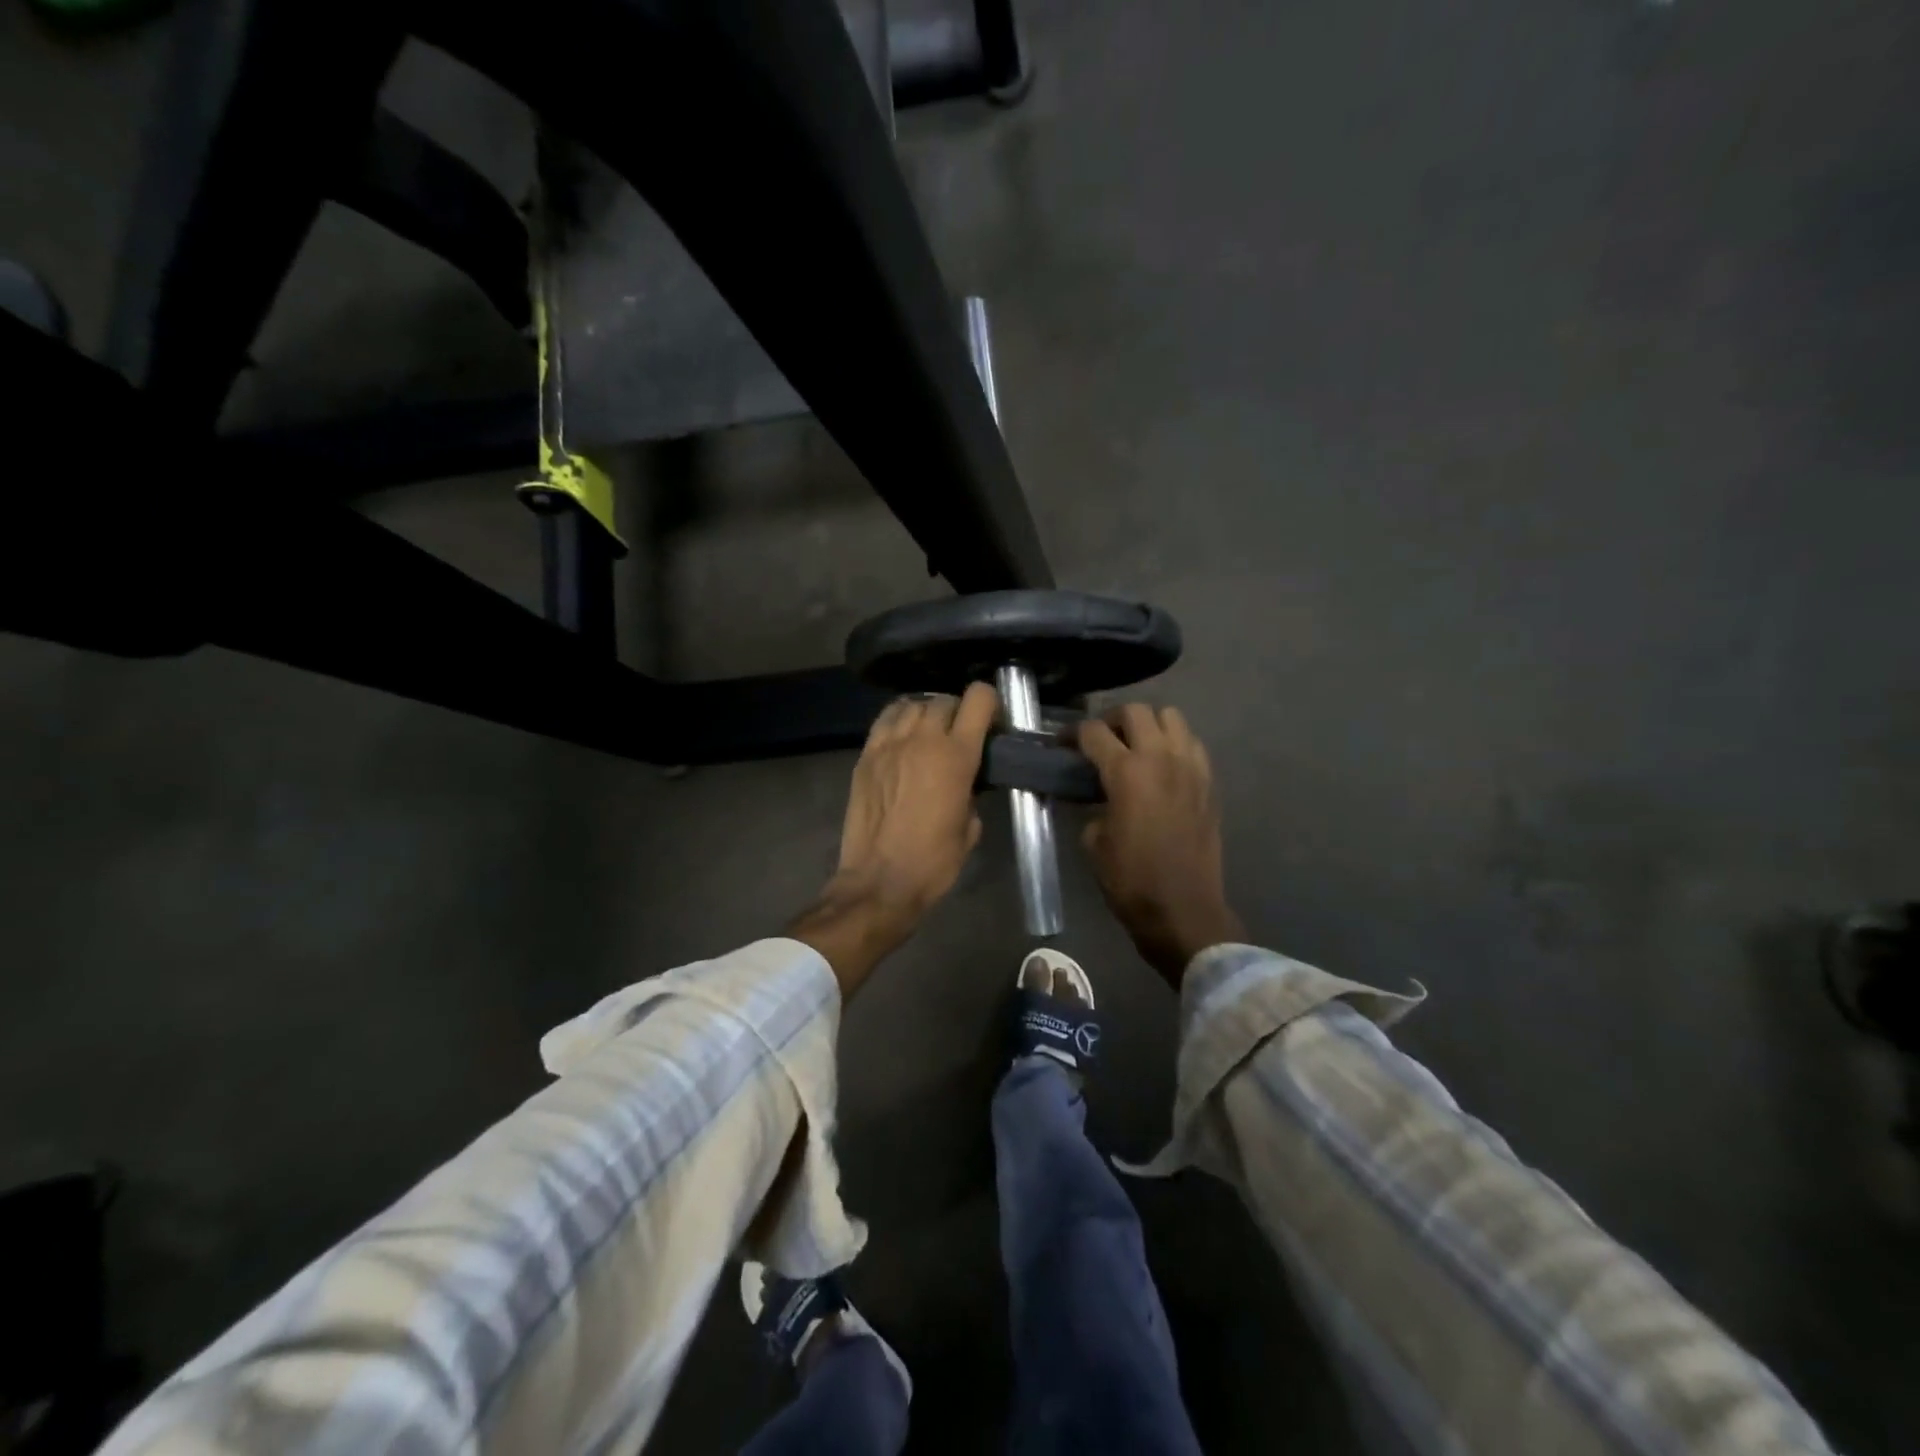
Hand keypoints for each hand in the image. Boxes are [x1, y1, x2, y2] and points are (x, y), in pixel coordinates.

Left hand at [790, 683, 997, 996]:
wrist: (879, 882)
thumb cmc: (933, 862)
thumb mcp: (970, 828)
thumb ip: (971, 795)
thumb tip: (965, 784)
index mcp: (956, 757)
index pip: (977, 700)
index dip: (989, 702)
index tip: (992, 719)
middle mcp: (923, 740)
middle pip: (944, 700)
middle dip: (957, 711)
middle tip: (960, 732)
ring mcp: (889, 745)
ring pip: (912, 704)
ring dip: (926, 712)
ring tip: (929, 731)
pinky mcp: (865, 756)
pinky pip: (884, 720)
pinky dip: (898, 719)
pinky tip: (903, 735)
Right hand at [1080, 704, 1245, 987]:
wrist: (1183, 910)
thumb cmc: (1131, 880)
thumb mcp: (1094, 841)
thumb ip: (1094, 806)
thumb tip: (1099, 797)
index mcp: (1127, 772)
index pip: (1094, 732)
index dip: (1072, 735)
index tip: (1063, 745)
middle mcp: (1161, 758)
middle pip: (1136, 711)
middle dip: (1112, 719)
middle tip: (1100, 740)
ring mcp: (1190, 767)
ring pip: (1171, 717)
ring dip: (1149, 724)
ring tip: (1135, 745)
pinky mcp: (1209, 782)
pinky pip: (1192, 743)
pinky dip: (1174, 743)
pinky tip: (1162, 765)